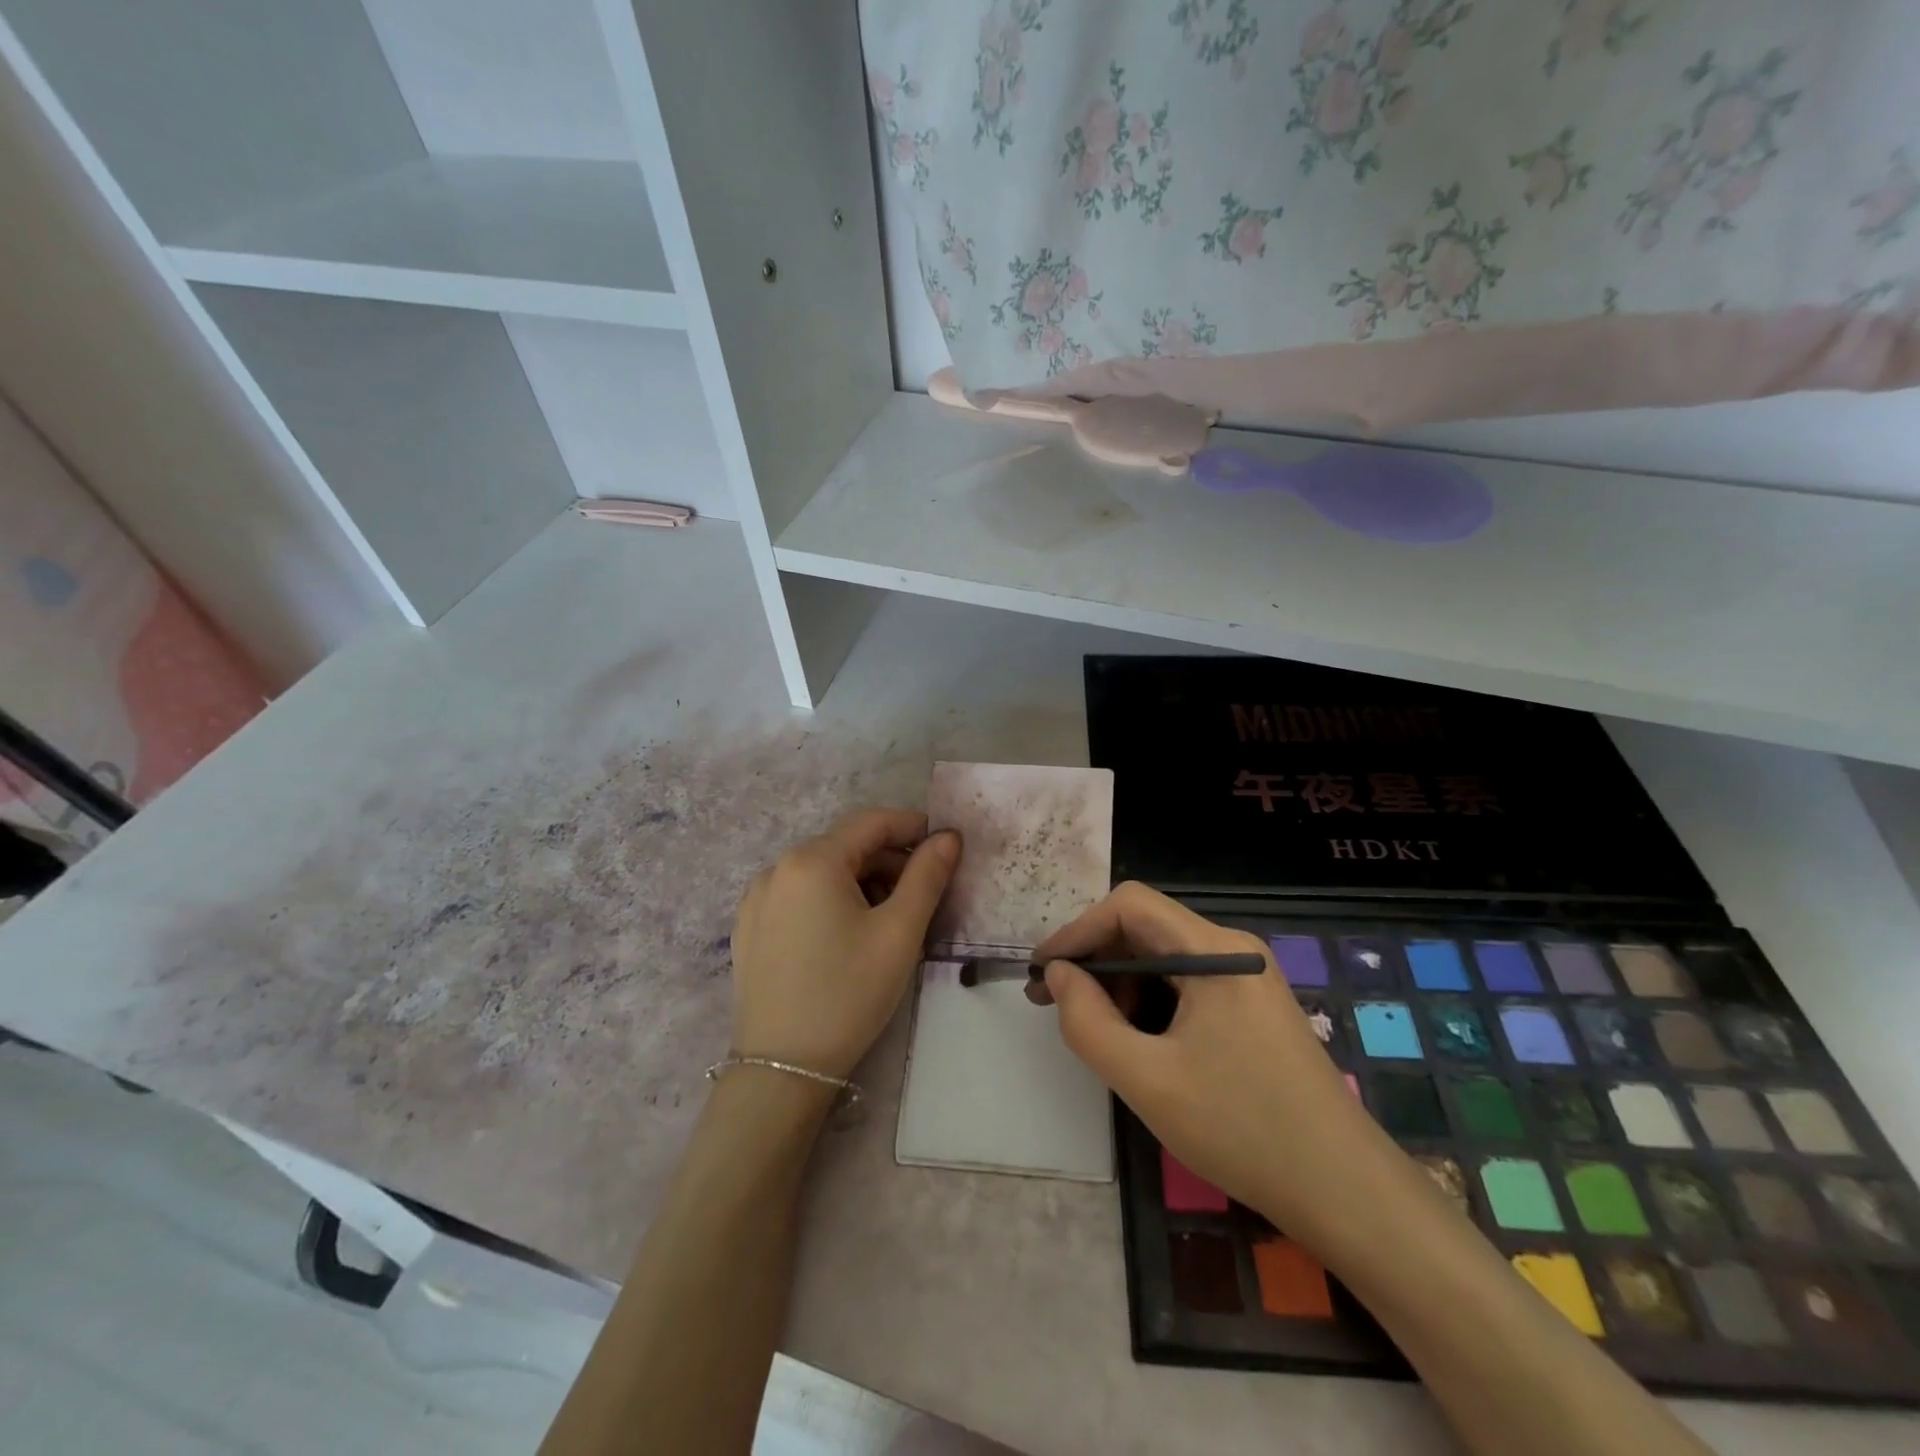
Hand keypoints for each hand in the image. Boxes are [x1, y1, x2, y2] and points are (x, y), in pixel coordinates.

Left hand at [729, 809, 960, 1080]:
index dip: (913, 826)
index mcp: (813, 860)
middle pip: (846, 846)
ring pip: (823, 871)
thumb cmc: (848, 993)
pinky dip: (830, 899)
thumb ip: (927, 876)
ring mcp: (757, 898)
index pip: (872, 822)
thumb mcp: (899, 932)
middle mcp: (777, 868)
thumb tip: (948, 836)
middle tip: (923, 894)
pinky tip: (846, 935)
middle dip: (889, 861)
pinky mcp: (749, 927)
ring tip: (888, 919)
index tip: (945, 845)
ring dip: (861, 881)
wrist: (782, 1068)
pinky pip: (799, 895)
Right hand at [1030, 883, 1377, 1232]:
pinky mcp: (1252, 1006)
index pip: (1129, 906)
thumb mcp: (1148, 1080)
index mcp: (1215, 951)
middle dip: (1094, 957)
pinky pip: (1186, 983)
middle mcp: (1233, 950)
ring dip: (1119, 980)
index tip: (1043, 972)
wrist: (1347, 1193)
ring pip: (1164, 956)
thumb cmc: (1243, 1129)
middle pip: (1146, 926)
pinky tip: (1134, 1037)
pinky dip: (1149, 999)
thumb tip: (1059, 976)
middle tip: (1053, 1000)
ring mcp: (1247, 977)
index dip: (1078, 930)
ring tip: (1090, 1025)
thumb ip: (1088, 1022)